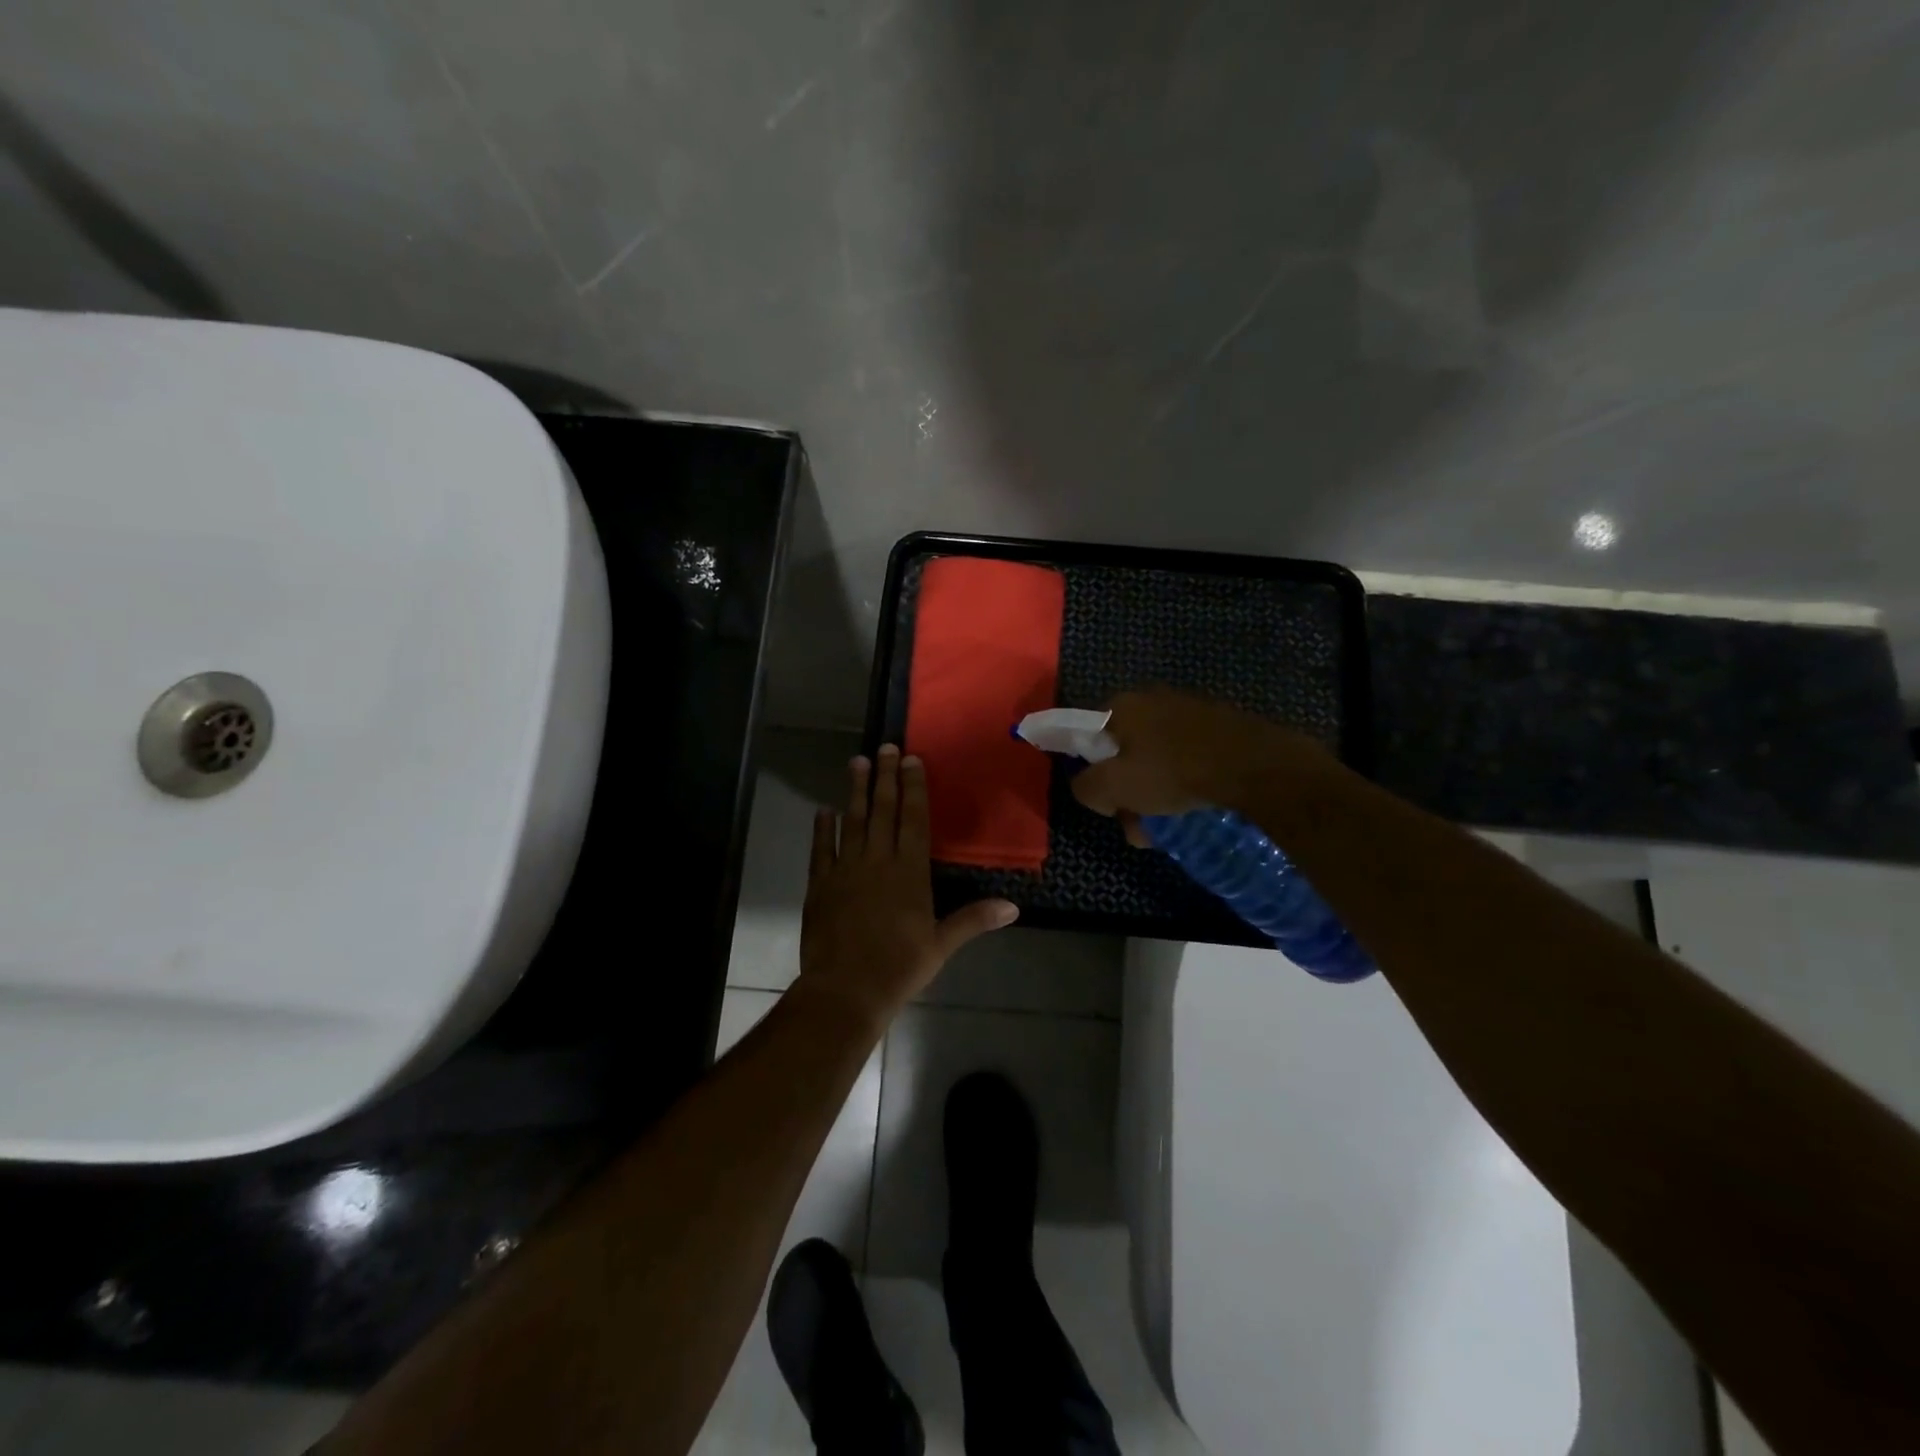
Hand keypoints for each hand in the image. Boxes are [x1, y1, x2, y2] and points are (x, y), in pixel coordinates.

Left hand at [797, 745, 1018, 1030]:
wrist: (845, 990)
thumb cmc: (899, 967)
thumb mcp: (941, 945)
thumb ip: (974, 919)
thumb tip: (1014, 907)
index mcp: (909, 872)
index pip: (914, 820)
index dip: (913, 788)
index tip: (910, 761)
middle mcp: (878, 861)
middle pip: (883, 811)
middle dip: (885, 777)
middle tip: (884, 747)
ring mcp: (846, 870)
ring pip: (852, 821)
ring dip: (855, 791)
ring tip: (857, 762)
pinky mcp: (820, 884)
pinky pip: (821, 849)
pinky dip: (822, 828)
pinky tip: (823, 810)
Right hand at [1071, 688, 1332, 822]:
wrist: (1257, 766)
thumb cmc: (1175, 773)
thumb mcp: (1115, 787)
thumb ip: (1086, 787)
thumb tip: (1088, 788)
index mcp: (1122, 705)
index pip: (1088, 737)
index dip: (1093, 773)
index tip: (1109, 802)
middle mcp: (1152, 699)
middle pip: (1125, 753)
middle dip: (1128, 792)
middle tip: (1140, 824)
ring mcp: (1189, 711)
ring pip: (1157, 759)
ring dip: (1156, 793)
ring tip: (1170, 826)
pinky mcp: (1219, 726)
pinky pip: (1188, 757)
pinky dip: (1185, 781)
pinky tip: (1196, 806)